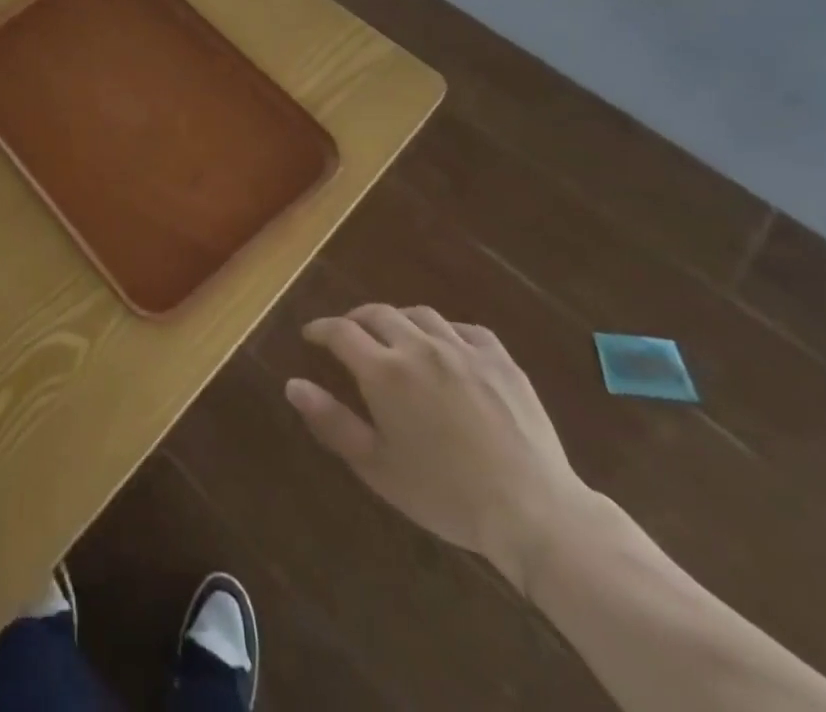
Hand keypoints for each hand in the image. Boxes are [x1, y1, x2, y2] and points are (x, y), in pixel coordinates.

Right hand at [284, 305, 590, 588]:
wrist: (532, 511)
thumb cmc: (445, 494)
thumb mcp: (377, 466)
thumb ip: (332, 421)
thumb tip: (292, 384)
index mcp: (385, 371)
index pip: (340, 332)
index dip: (321, 329)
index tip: (311, 335)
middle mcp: (419, 347)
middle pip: (378, 313)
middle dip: (356, 319)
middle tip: (348, 334)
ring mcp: (463, 349)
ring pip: (420, 314)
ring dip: (399, 320)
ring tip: (395, 336)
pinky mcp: (500, 359)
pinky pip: (465, 328)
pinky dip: (446, 331)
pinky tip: (446, 347)